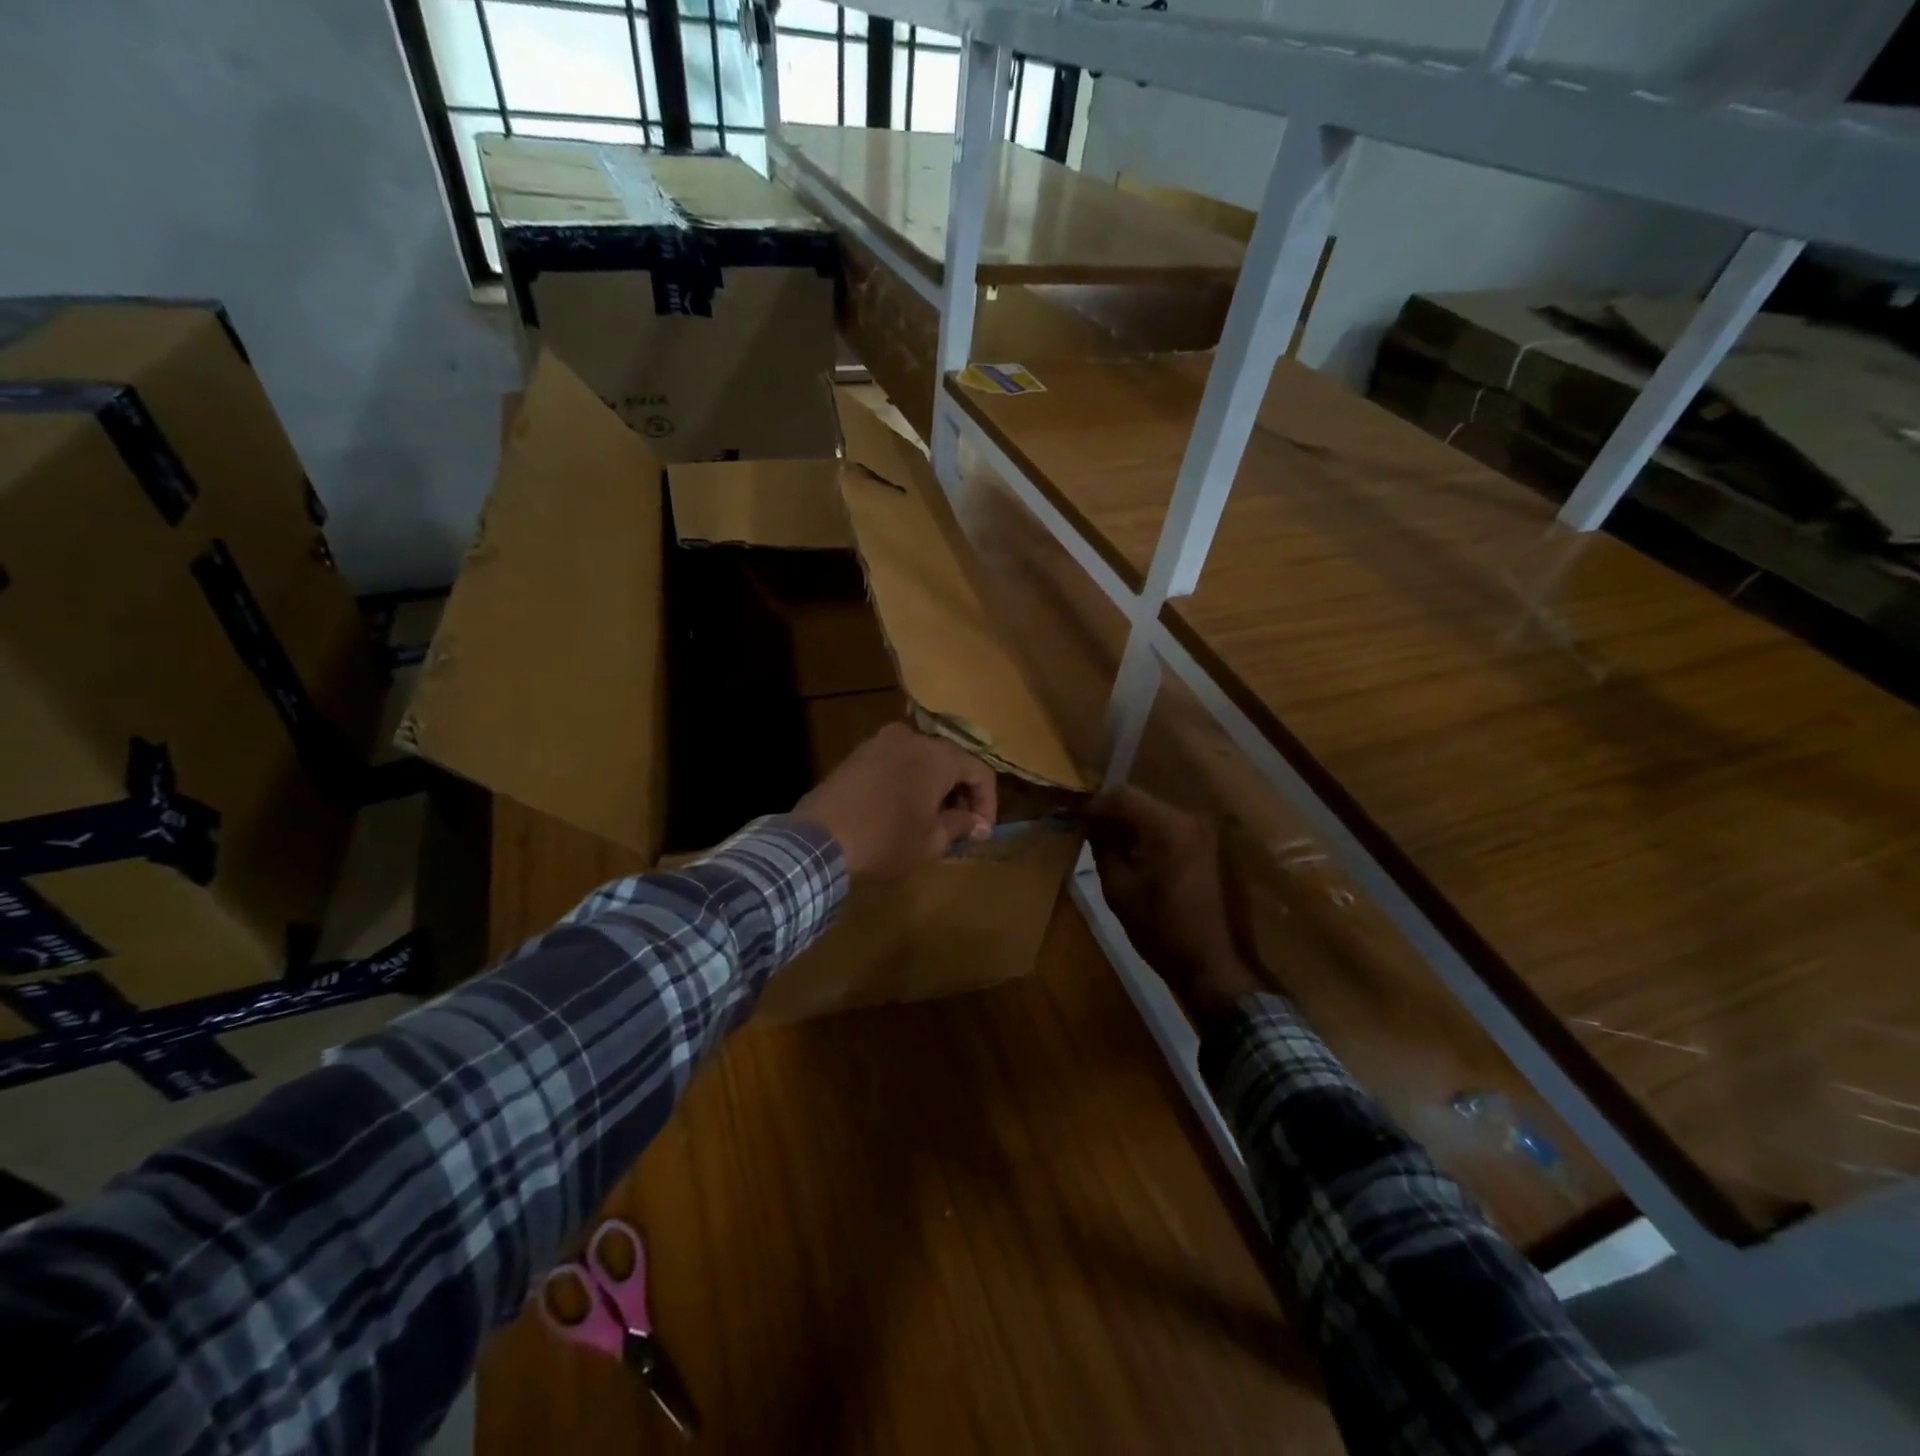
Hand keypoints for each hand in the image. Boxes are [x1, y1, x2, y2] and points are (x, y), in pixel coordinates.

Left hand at [794, 723, 996, 878]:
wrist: (818, 840)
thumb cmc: (885, 839)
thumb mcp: (931, 840)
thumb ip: (961, 826)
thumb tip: (979, 824)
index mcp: (937, 755)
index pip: (979, 770)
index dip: (987, 802)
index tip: (982, 831)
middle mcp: (911, 737)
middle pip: (950, 760)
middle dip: (960, 793)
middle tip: (960, 826)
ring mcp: (879, 742)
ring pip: (921, 759)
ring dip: (933, 786)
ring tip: (931, 819)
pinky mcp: (856, 754)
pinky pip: (895, 762)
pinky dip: (907, 781)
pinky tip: (902, 809)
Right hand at [1087, 786, 1262, 1027]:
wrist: (1211, 964)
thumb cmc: (1160, 929)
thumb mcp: (1118, 889)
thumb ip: (1102, 848)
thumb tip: (1091, 826)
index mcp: (1167, 827)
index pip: (1122, 796)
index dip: (1095, 805)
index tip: (1076, 821)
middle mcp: (1189, 819)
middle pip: (1140, 801)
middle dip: (1112, 814)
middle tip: (1089, 834)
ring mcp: (1203, 832)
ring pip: (1155, 813)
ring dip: (1131, 825)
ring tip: (1110, 846)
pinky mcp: (1209, 846)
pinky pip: (1170, 828)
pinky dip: (1149, 835)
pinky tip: (1136, 856)